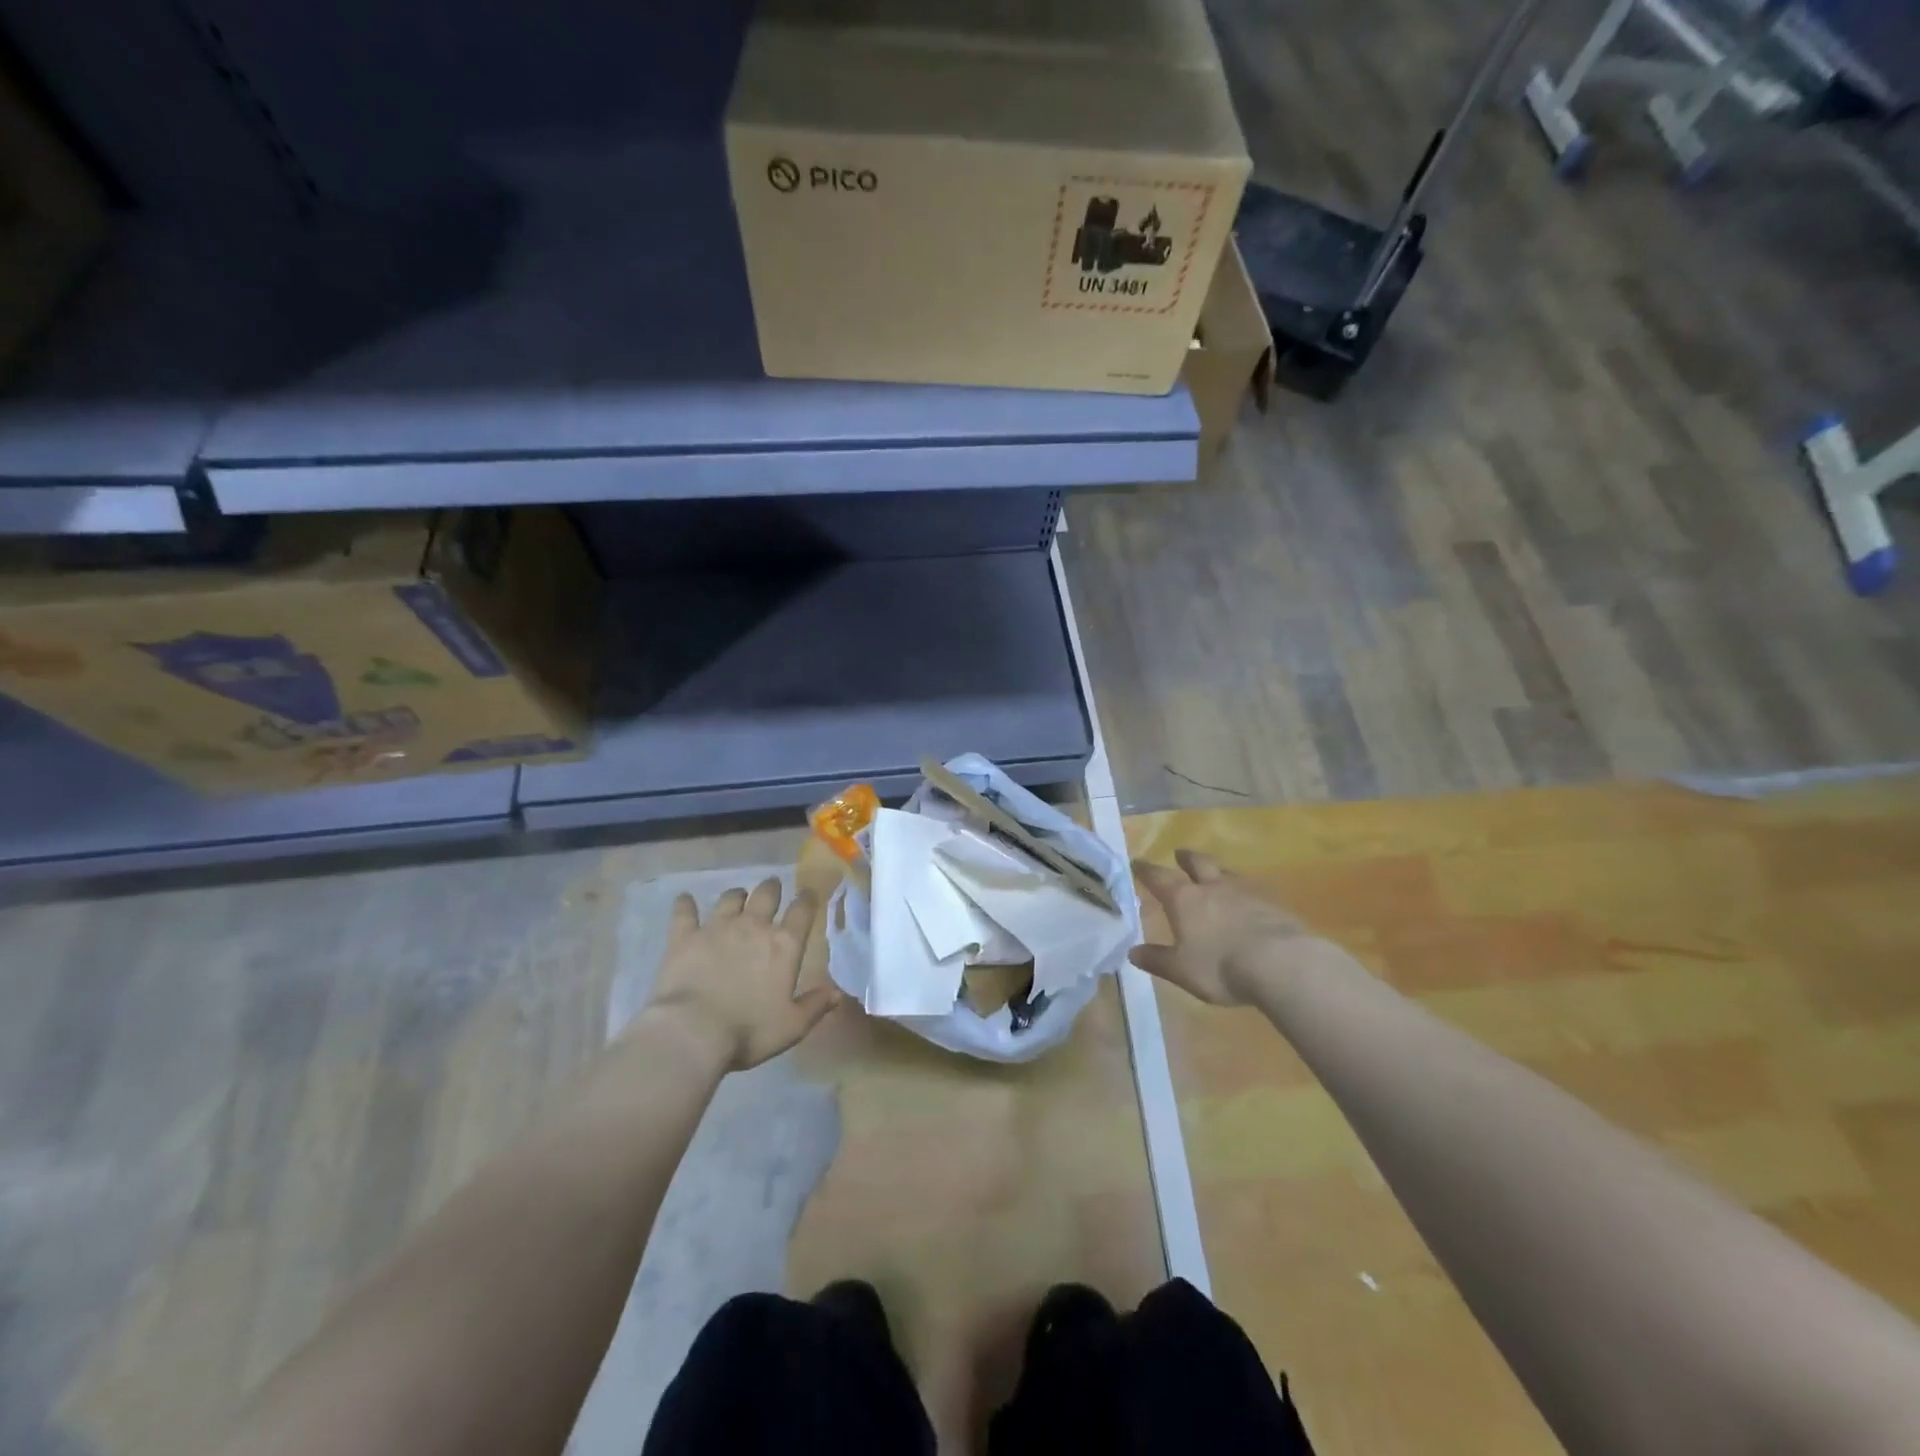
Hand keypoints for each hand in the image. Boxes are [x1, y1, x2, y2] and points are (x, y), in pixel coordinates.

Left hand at [643, 878, 840, 1070]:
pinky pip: (684, 912)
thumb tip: (837, 993)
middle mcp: (753, 926)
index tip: (808, 894)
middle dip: (771, 888)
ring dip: (736, 896)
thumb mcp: (792, 1026)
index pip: (802, 911)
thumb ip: (816, 1006)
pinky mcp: (684, 936)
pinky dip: (685, 904)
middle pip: (766, 894)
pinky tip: (684, 900)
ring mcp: (717, 927)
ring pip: (730, 898)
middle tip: (772, 888)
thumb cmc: (749, 1031)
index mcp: (784, 945)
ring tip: (737, 898)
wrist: (693, 1032)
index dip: (807, 899)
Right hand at [1130, 849, 1315, 1005]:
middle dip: (1186, 858)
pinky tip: (1249, 901)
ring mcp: (1246, 893)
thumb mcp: (1181, 970)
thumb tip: (1133, 952)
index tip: (1137, 863)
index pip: (1159, 878)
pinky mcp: (1273, 904)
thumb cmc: (1220, 966)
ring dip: (1218, 871)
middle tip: (1180, 853)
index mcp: (1185, 900)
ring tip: (1216, 873)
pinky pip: (1254, 891)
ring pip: (1228, 873)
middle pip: (1198, 863)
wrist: (1281, 963)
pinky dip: (1245, 892)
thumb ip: (1157, 959)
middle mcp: (1213, 888)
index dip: (1146, 870)